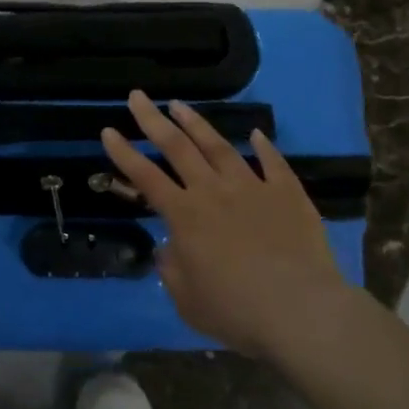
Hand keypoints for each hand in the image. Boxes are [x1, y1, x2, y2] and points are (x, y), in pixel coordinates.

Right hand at [102, 91, 351, 360]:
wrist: (300, 311)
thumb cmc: (236, 311)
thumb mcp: (187, 300)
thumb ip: (172, 269)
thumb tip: (170, 248)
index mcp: (184, 216)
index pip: (145, 176)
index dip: (124, 153)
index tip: (108, 130)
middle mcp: (213, 192)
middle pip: (177, 147)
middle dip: (152, 120)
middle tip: (138, 97)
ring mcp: (252, 187)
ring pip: (219, 146)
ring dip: (197, 123)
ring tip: (180, 104)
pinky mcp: (287, 193)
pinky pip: (273, 163)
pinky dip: (264, 145)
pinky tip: (256, 133)